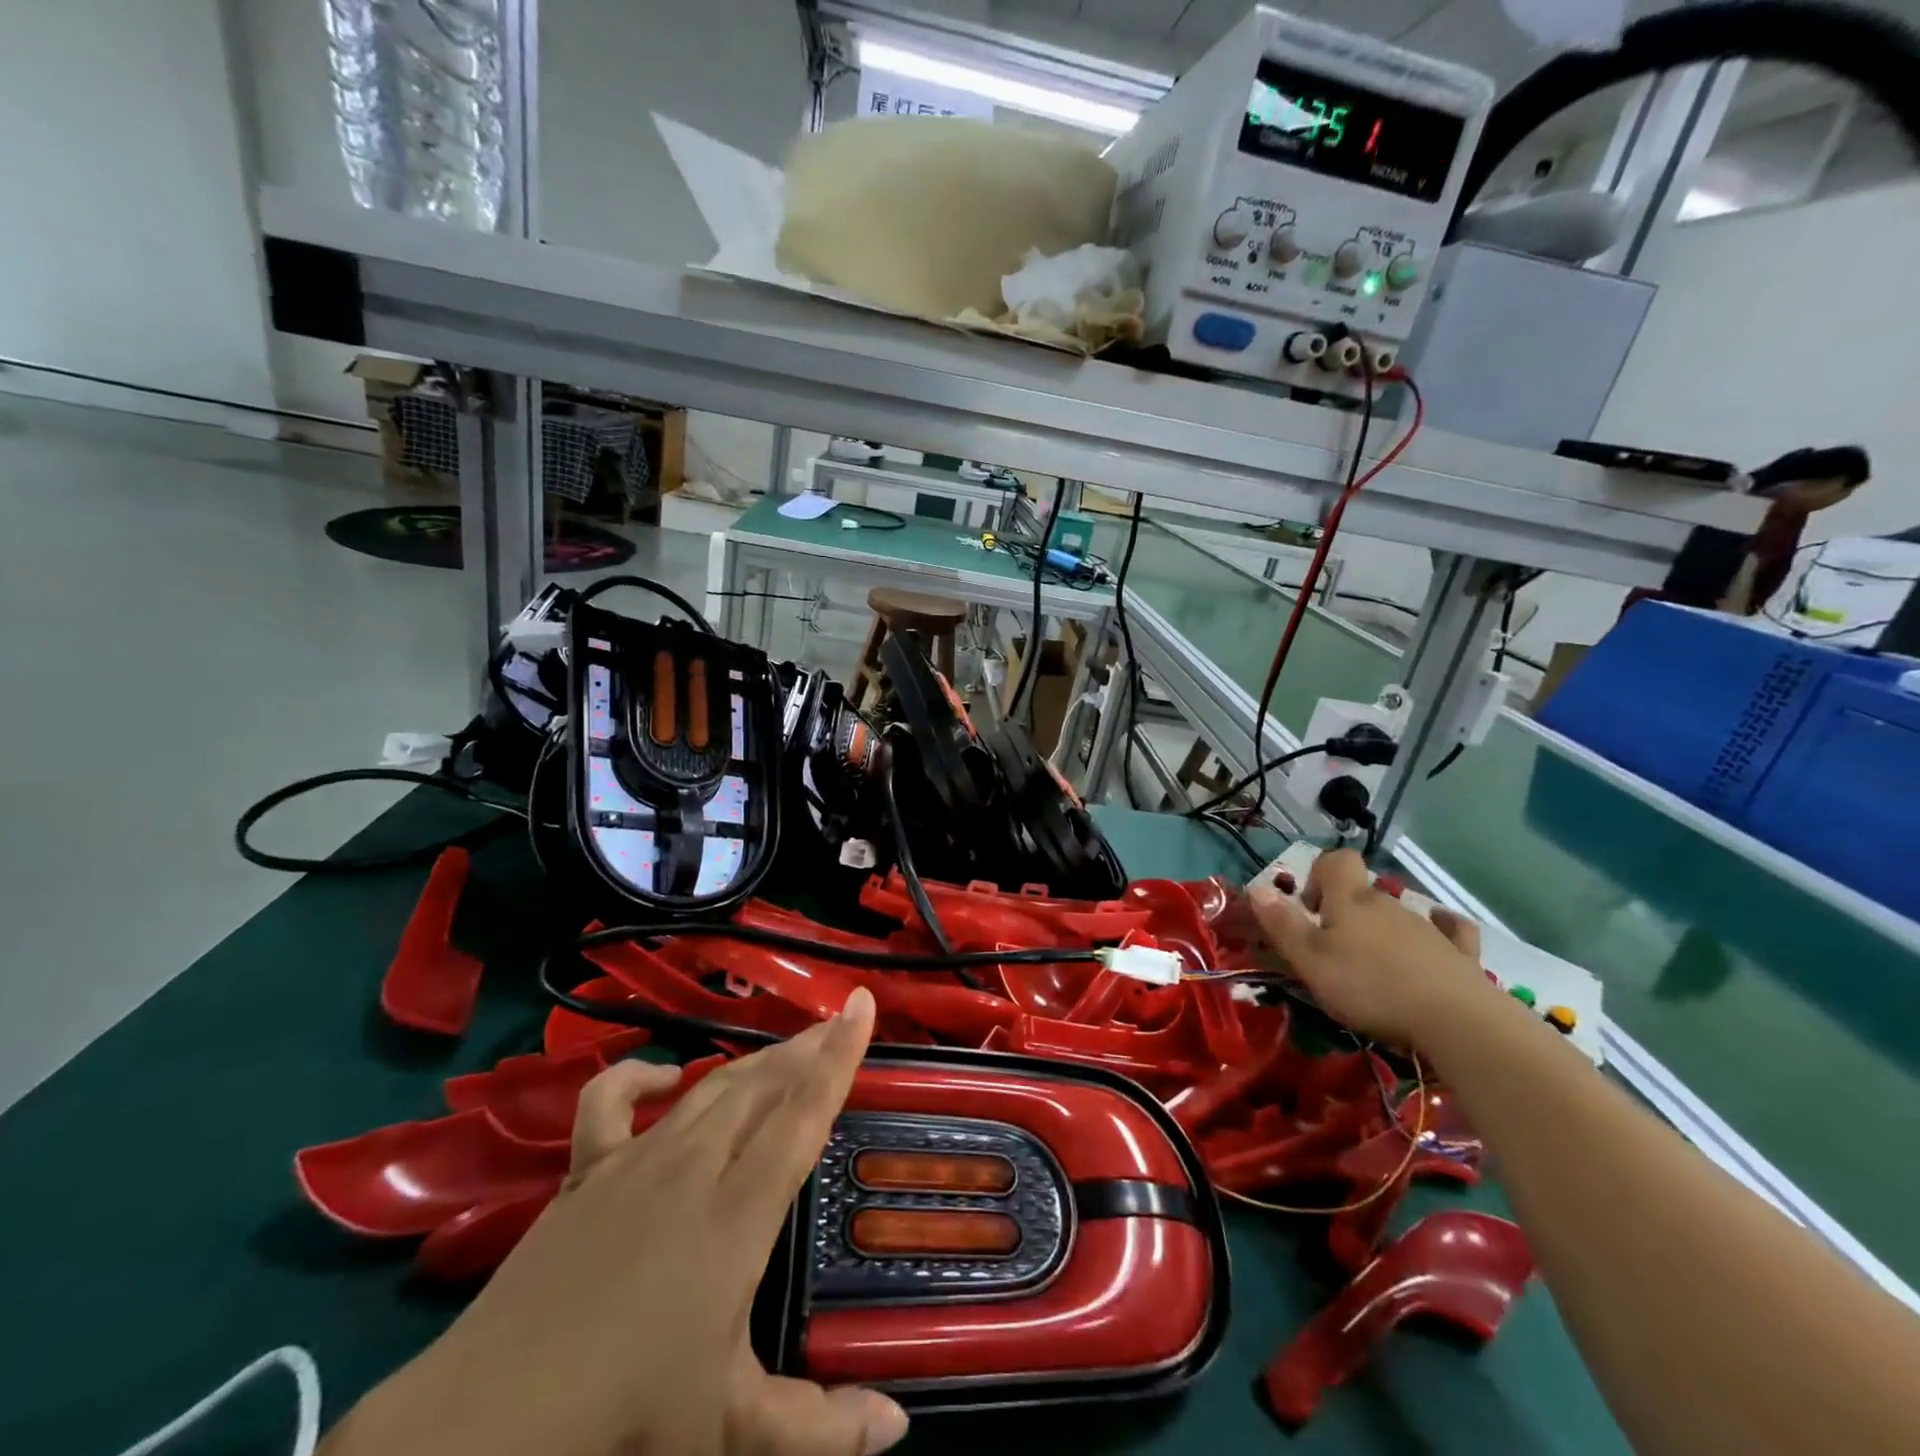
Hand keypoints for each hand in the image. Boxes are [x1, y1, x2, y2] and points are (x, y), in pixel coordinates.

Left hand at [325, 987, 908, 1455]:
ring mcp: (635, 1159)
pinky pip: (610, 1101)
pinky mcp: (585, 1169)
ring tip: (788, 1044)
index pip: (803, 1113)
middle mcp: (694, 1166)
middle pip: (763, 1084)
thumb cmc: (624, 1416)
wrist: (489, 1421)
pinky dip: (638, 1075)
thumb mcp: (728, 1429)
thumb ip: (819, 1429)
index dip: (839, 1054)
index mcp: (738, 1212)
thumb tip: (899, 1431)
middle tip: (838, 1018)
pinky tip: (666, 1074)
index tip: (862, 1004)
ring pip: (709, 1086)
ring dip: (755, 1059)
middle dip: (808, 1046)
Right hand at [1247, 849, 1490, 1047]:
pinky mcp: (1459, 954)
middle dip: (1343, 913)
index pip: (1336, 861)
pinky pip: (1449, 930)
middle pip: (1362, 893)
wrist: (1457, 1021)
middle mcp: (1388, 903)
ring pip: (1396, 914)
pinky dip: (1439, 931)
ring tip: (1371, 969)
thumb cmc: (1370, 987)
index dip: (1318, 875)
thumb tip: (1256, 887)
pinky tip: (1435, 940)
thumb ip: (1281, 923)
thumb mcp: (1310, 960)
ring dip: (1380, 931)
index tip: (1310, 910)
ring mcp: (1427, 927)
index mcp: (1350, 900)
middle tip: (1331, 951)